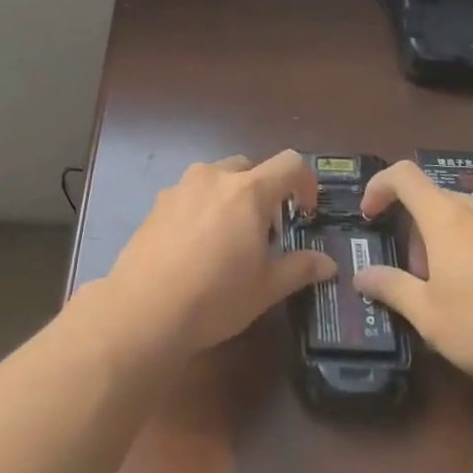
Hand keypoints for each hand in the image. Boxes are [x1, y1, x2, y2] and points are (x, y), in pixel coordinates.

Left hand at [102, 150, 338, 357]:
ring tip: (229, 239)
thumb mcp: (266, 288)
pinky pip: (192, 193)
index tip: (306, 212)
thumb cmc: (215, 297)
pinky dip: (204, 207)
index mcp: (248, 191)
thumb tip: (328, 264)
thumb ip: (299, 268)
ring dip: (232, 197)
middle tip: (266, 232)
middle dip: (265, 191)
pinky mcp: (159, 201)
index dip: (306, 182)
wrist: (144, 308)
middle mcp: (215, 177)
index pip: (289, 163)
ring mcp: (182, 186)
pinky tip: (196, 246)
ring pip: (218, 177)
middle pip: (250, 167)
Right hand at [353, 160, 472, 411]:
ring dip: (446, 241)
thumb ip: (391, 288)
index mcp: (447, 216)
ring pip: (466, 217)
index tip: (370, 215)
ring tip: (451, 290)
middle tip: (416, 276)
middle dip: (416, 230)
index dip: (379, 186)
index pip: (404, 175)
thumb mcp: (429, 317)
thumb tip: (362, 275)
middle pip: (435, 199)